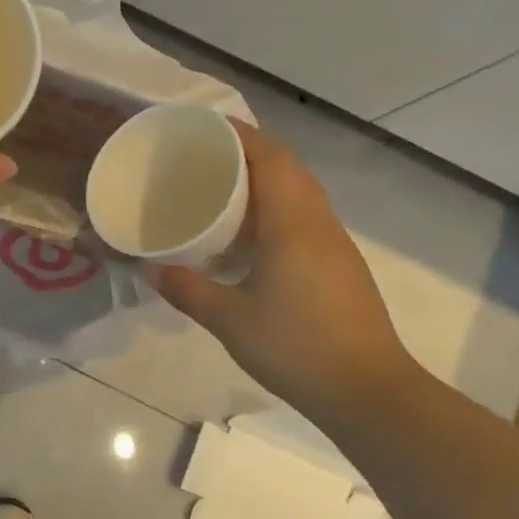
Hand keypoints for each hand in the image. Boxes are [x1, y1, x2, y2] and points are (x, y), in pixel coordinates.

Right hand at [152, 122, 415, 409]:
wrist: (369, 391)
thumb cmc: (296, 347)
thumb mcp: (230, 320)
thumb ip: (187, 289)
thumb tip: (149, 269)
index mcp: (292, 223)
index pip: (269, 157)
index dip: (240, 134)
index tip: (205, 126)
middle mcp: (318, 222)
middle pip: (288, 166)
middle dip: (250, 150)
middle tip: (207, 154)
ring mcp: (335, 243)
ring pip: (301, 190)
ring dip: (268, 177)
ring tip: (225, 186)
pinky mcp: (342, 263)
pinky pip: (307, 214)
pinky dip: (279, 204)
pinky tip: (254, 232)